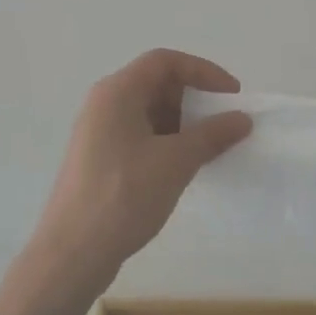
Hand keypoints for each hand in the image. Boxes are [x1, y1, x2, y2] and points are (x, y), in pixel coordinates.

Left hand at [28, 50, 252, 298]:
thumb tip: (242, 118)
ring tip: (211, 148)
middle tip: (224, 123)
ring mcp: (99, 134)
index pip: (165, 61)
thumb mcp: (176, 161)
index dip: (203, 71)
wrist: (73, 252)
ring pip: (149, 113)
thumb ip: (212, 134)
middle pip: (156, 84)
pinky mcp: (100, 160)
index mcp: (117, 92)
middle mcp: (104, 105)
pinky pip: (140, 137)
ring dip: (183, 124)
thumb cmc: (124, 196)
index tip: (232, 95)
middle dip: (194, 99)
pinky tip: (185, 167)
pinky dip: (167, 143)